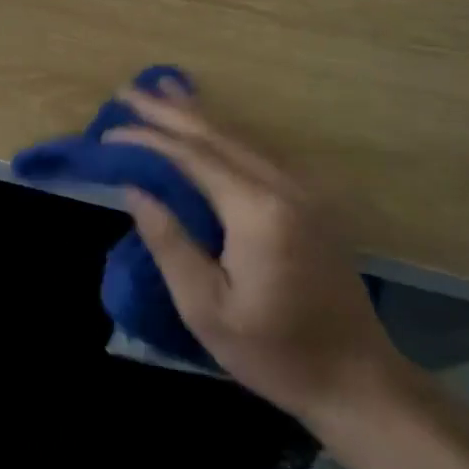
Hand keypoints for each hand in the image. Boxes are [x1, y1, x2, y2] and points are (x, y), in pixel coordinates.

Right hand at [105, 85, 405, 425]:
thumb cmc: (275, 352)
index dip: (147, 139)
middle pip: (215, 134)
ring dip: (196, 112)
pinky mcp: (309, 199)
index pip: (191, 157)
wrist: (359, 380)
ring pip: (239, 135)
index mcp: (256, 210)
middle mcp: (282, 185)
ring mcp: (301, 189)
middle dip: (168, 110)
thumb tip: (134, 189)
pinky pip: (256, 149)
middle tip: (127, 90)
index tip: (109, 132)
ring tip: (161, 89)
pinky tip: (207, 122)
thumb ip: (169, 241)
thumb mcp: (206, 308)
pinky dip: (223, 131)